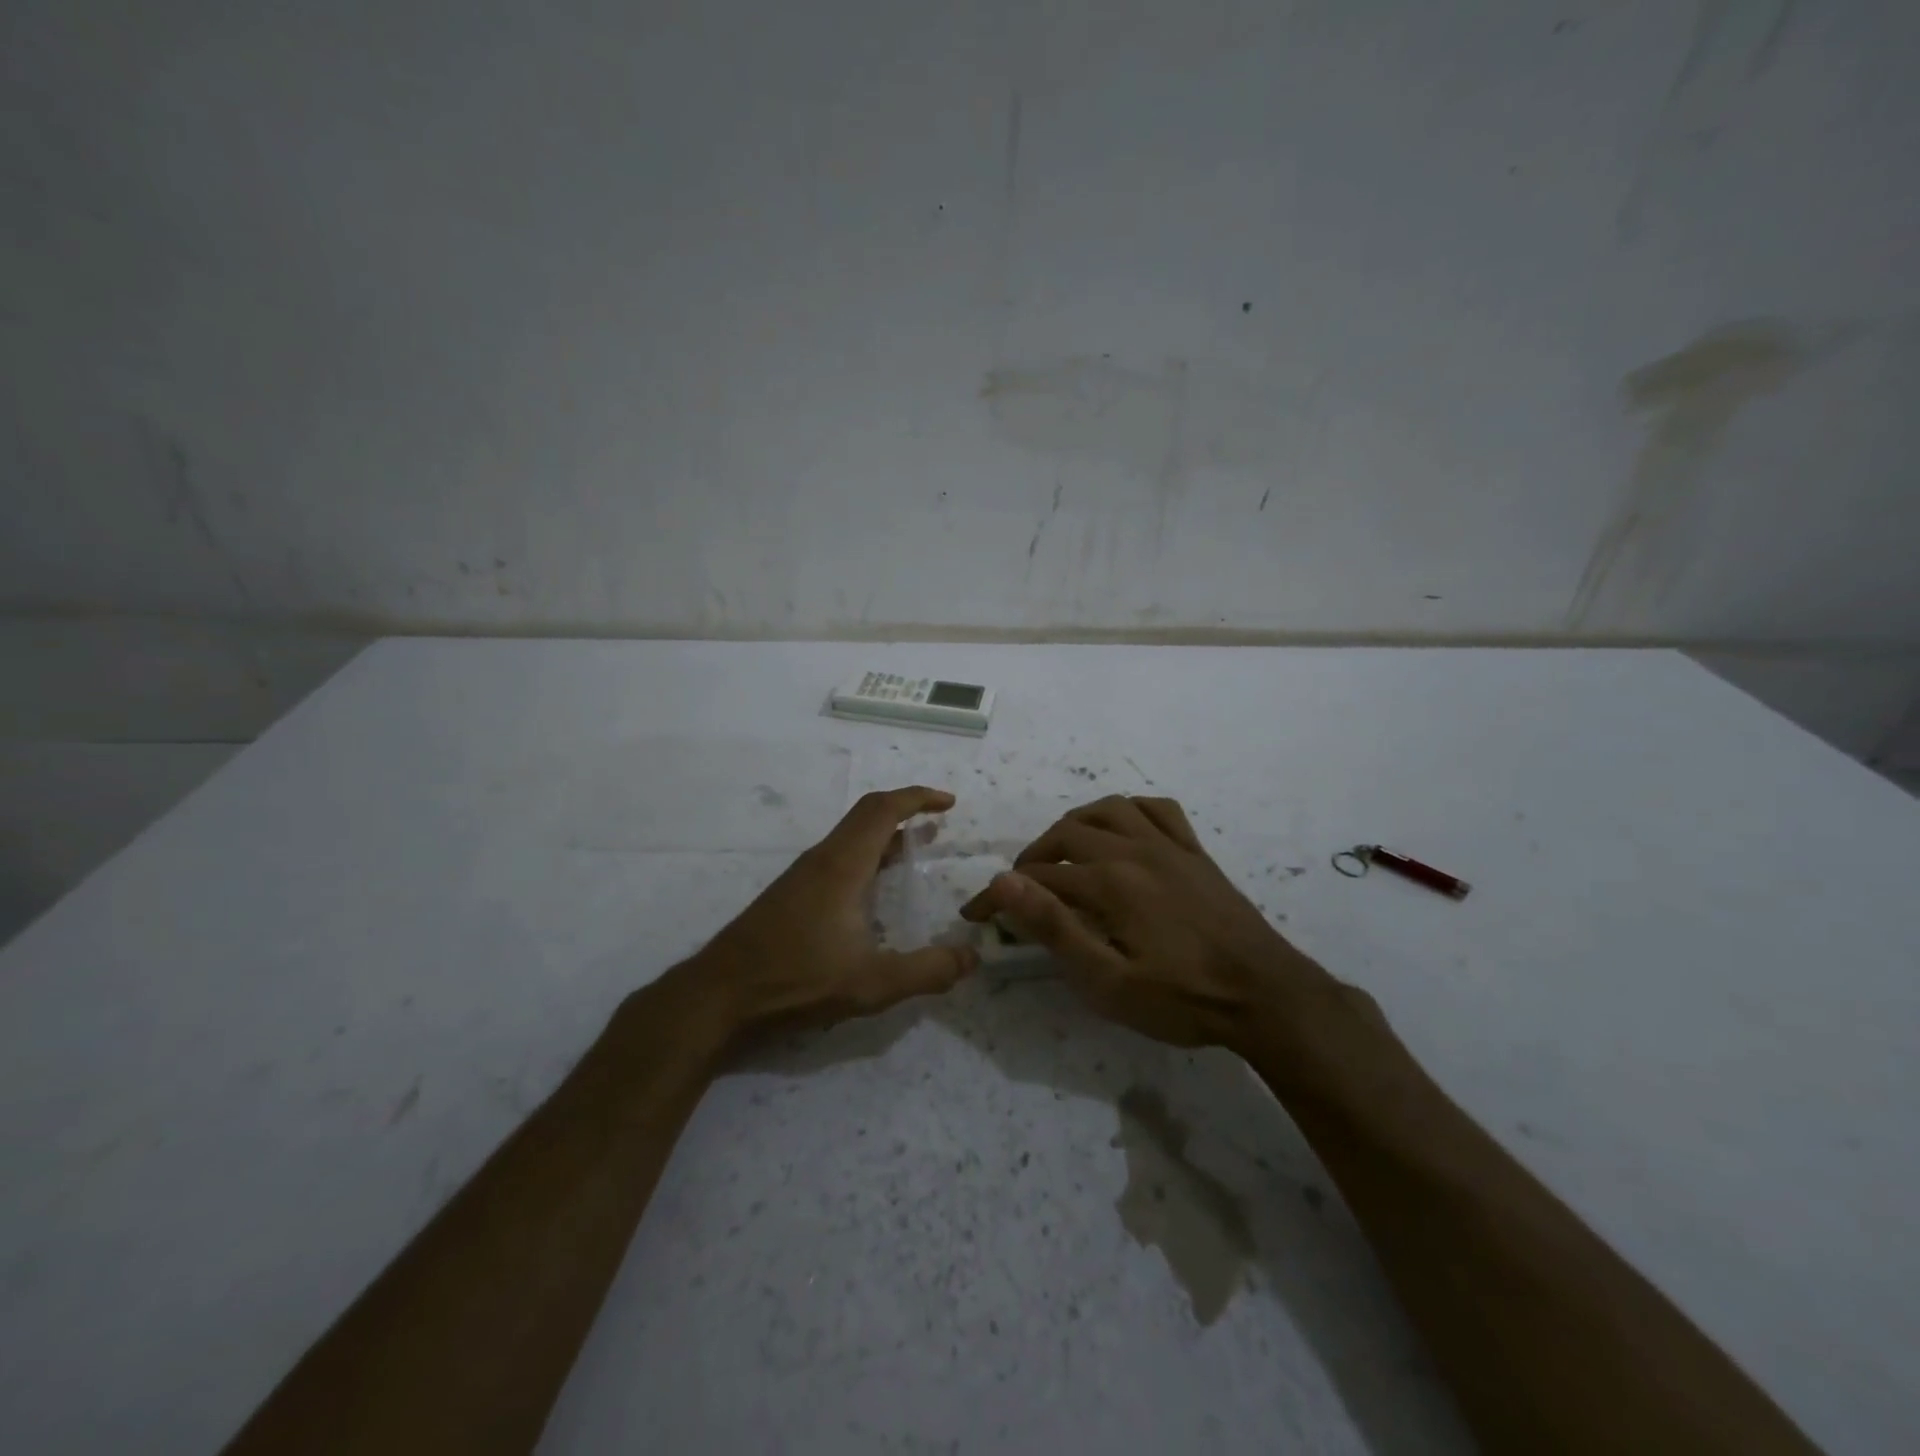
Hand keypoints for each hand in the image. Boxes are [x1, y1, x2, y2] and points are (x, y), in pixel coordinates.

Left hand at [682, 786, 976, 1039]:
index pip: (882, 810)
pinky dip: (866, 855)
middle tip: (937, 824)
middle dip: (905, 810)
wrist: (719, 995)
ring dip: (884, 834)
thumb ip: (926, 972)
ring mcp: (802, 875)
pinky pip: (838, 856)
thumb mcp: (871, 984)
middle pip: (866, 815)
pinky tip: (873, 890)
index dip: (918, 798)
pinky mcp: (790, 893)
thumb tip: (972, 959)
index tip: (948, 803)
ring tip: (914, 851)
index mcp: (842, 865)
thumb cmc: (796, 980)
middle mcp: (821, 859)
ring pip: (850, 837)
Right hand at [961, 795, 1329, 1052]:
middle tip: (1021, 890)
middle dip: (1034, 857)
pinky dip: (1130, 810)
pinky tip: (1122, 828)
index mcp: (1110, 881)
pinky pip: (1157, 809)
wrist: (1266, 995)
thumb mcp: (1109, 981)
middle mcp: (1134, 849)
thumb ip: (1055, 928)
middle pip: (1067, 834)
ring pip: (1108, 810)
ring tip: (1062, 850)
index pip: (1038, 877)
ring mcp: (1169, 845)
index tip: (976, 913)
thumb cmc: (1182, 998)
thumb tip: (1004, 883)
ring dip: (1075, 824)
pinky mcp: (1195, 851)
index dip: (1001, 895)